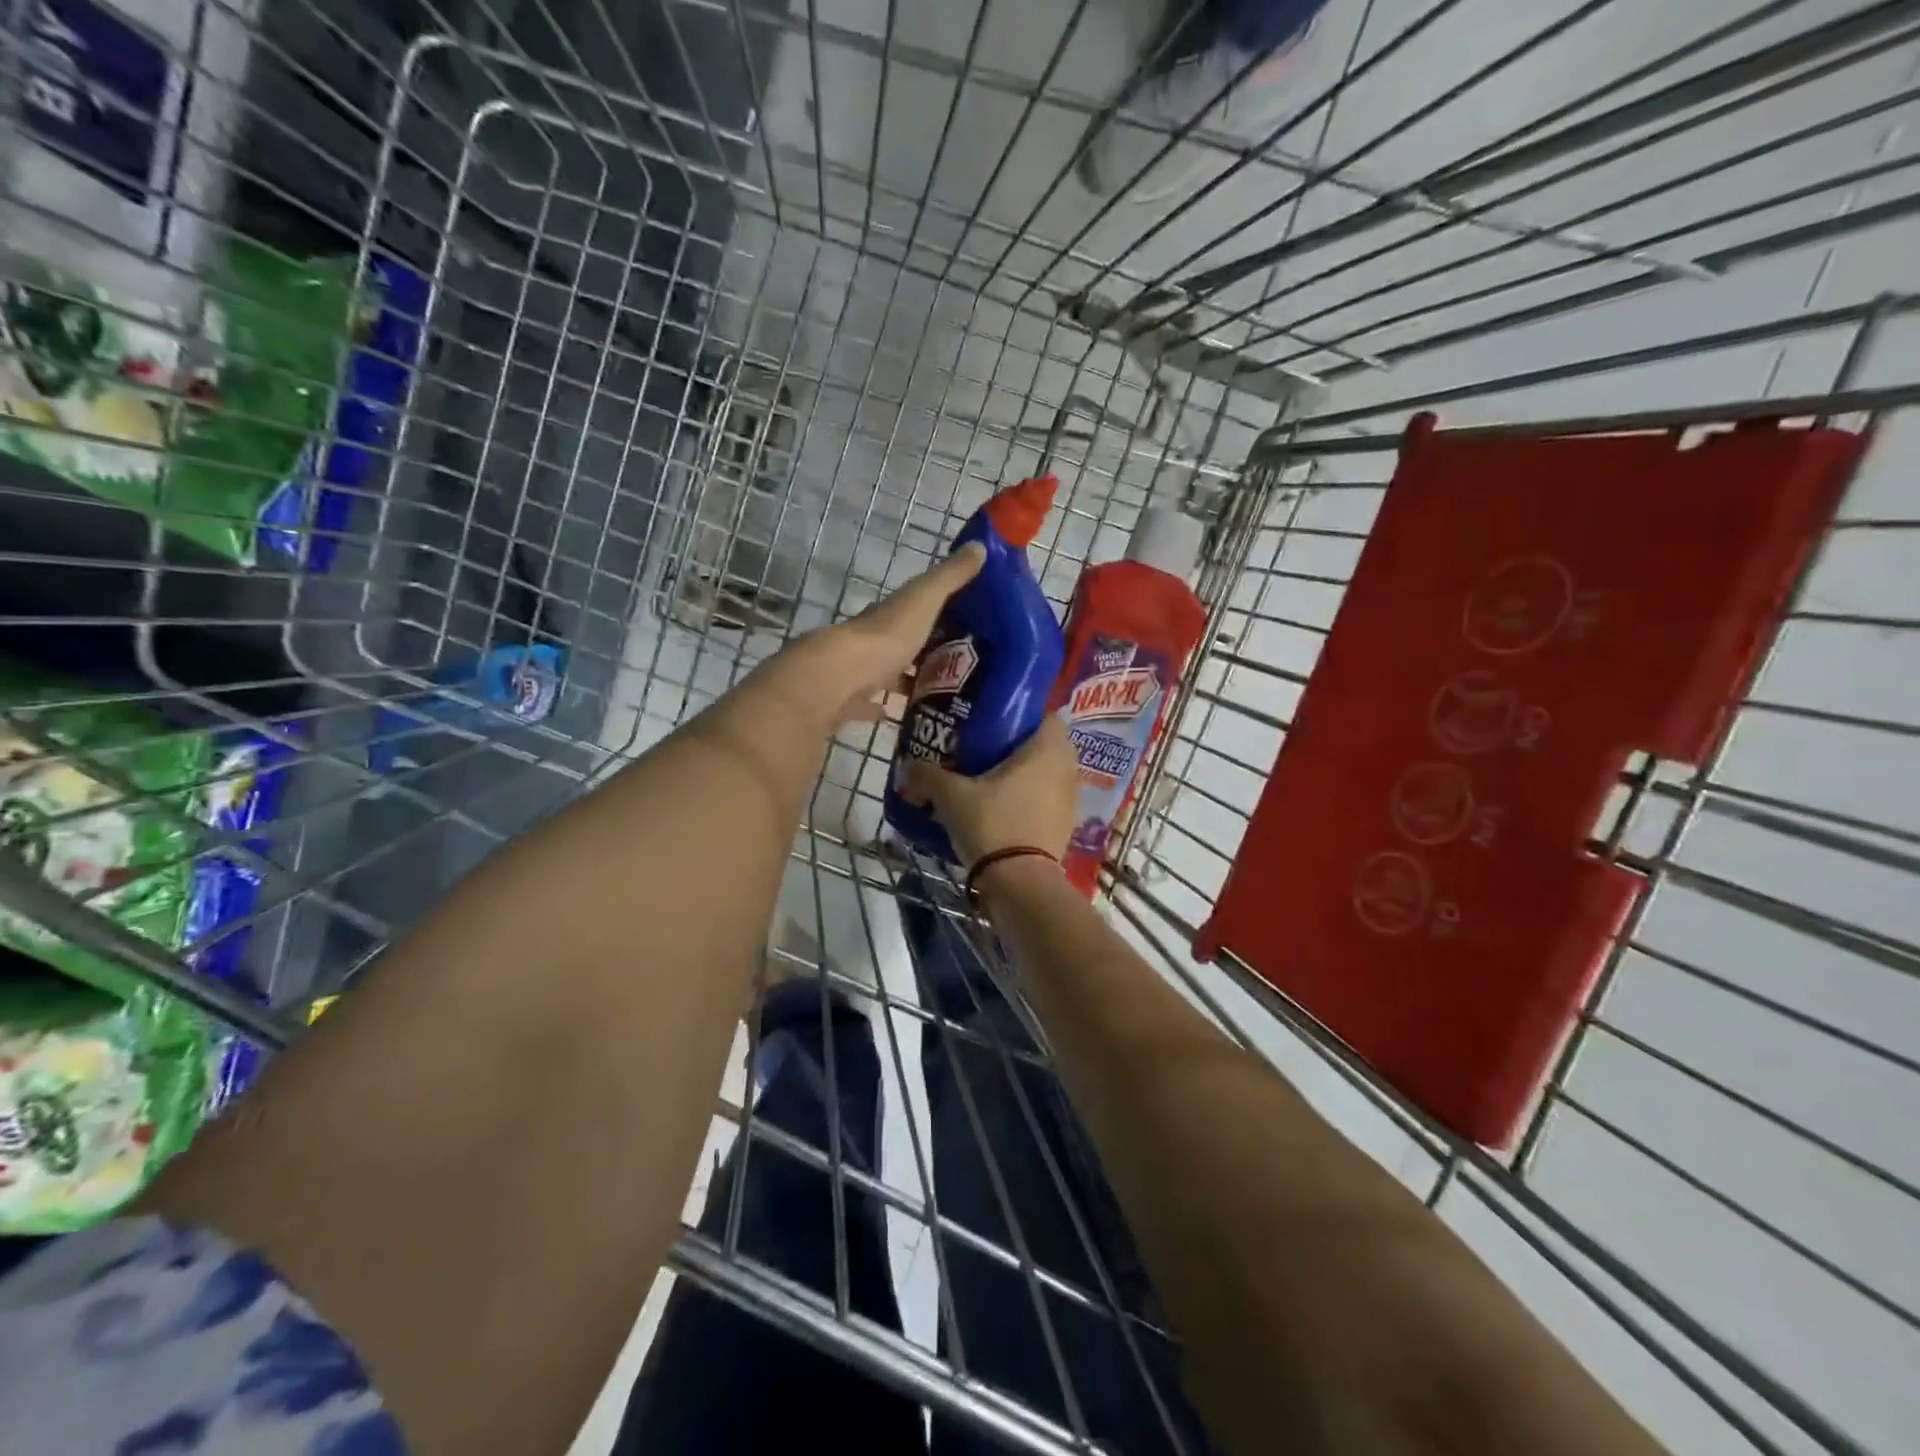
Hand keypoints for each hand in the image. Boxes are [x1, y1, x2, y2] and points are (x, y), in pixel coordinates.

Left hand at [759, 544, 987, 727]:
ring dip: (907, 679)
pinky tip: (901, 716)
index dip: (937, 612)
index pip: (914, 608)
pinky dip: (883, 708)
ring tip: (942, 693)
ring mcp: (859, 672)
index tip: (966, 623)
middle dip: (925, 650)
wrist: (840, 677)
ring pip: (887, 674)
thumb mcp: (925, 600)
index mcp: (890, 614)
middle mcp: (873, 639)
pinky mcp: (850, 701)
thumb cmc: (887, 636)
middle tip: (961, 665)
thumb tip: (980, 545)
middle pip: (901, 643)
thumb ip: (950, 577)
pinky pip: (870, 704)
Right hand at [899, 713, 1078, 869]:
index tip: (993, 724)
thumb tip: (906, 767)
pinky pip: (1044, 803)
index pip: (1046, 716)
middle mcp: (1067, 769)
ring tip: (986, 784)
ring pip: (1044, 777)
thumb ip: (926, 775)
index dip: (1021, 717)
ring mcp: (1069, 801)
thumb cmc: (993, 823)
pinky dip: (1025, 803)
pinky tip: (997, 813)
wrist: (1020, 883)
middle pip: (1043, 747)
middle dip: (1015, 749)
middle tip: (982, 753)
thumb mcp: (951, 796)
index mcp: (1048, 749)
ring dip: (1020, 778)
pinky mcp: (1064, 828)